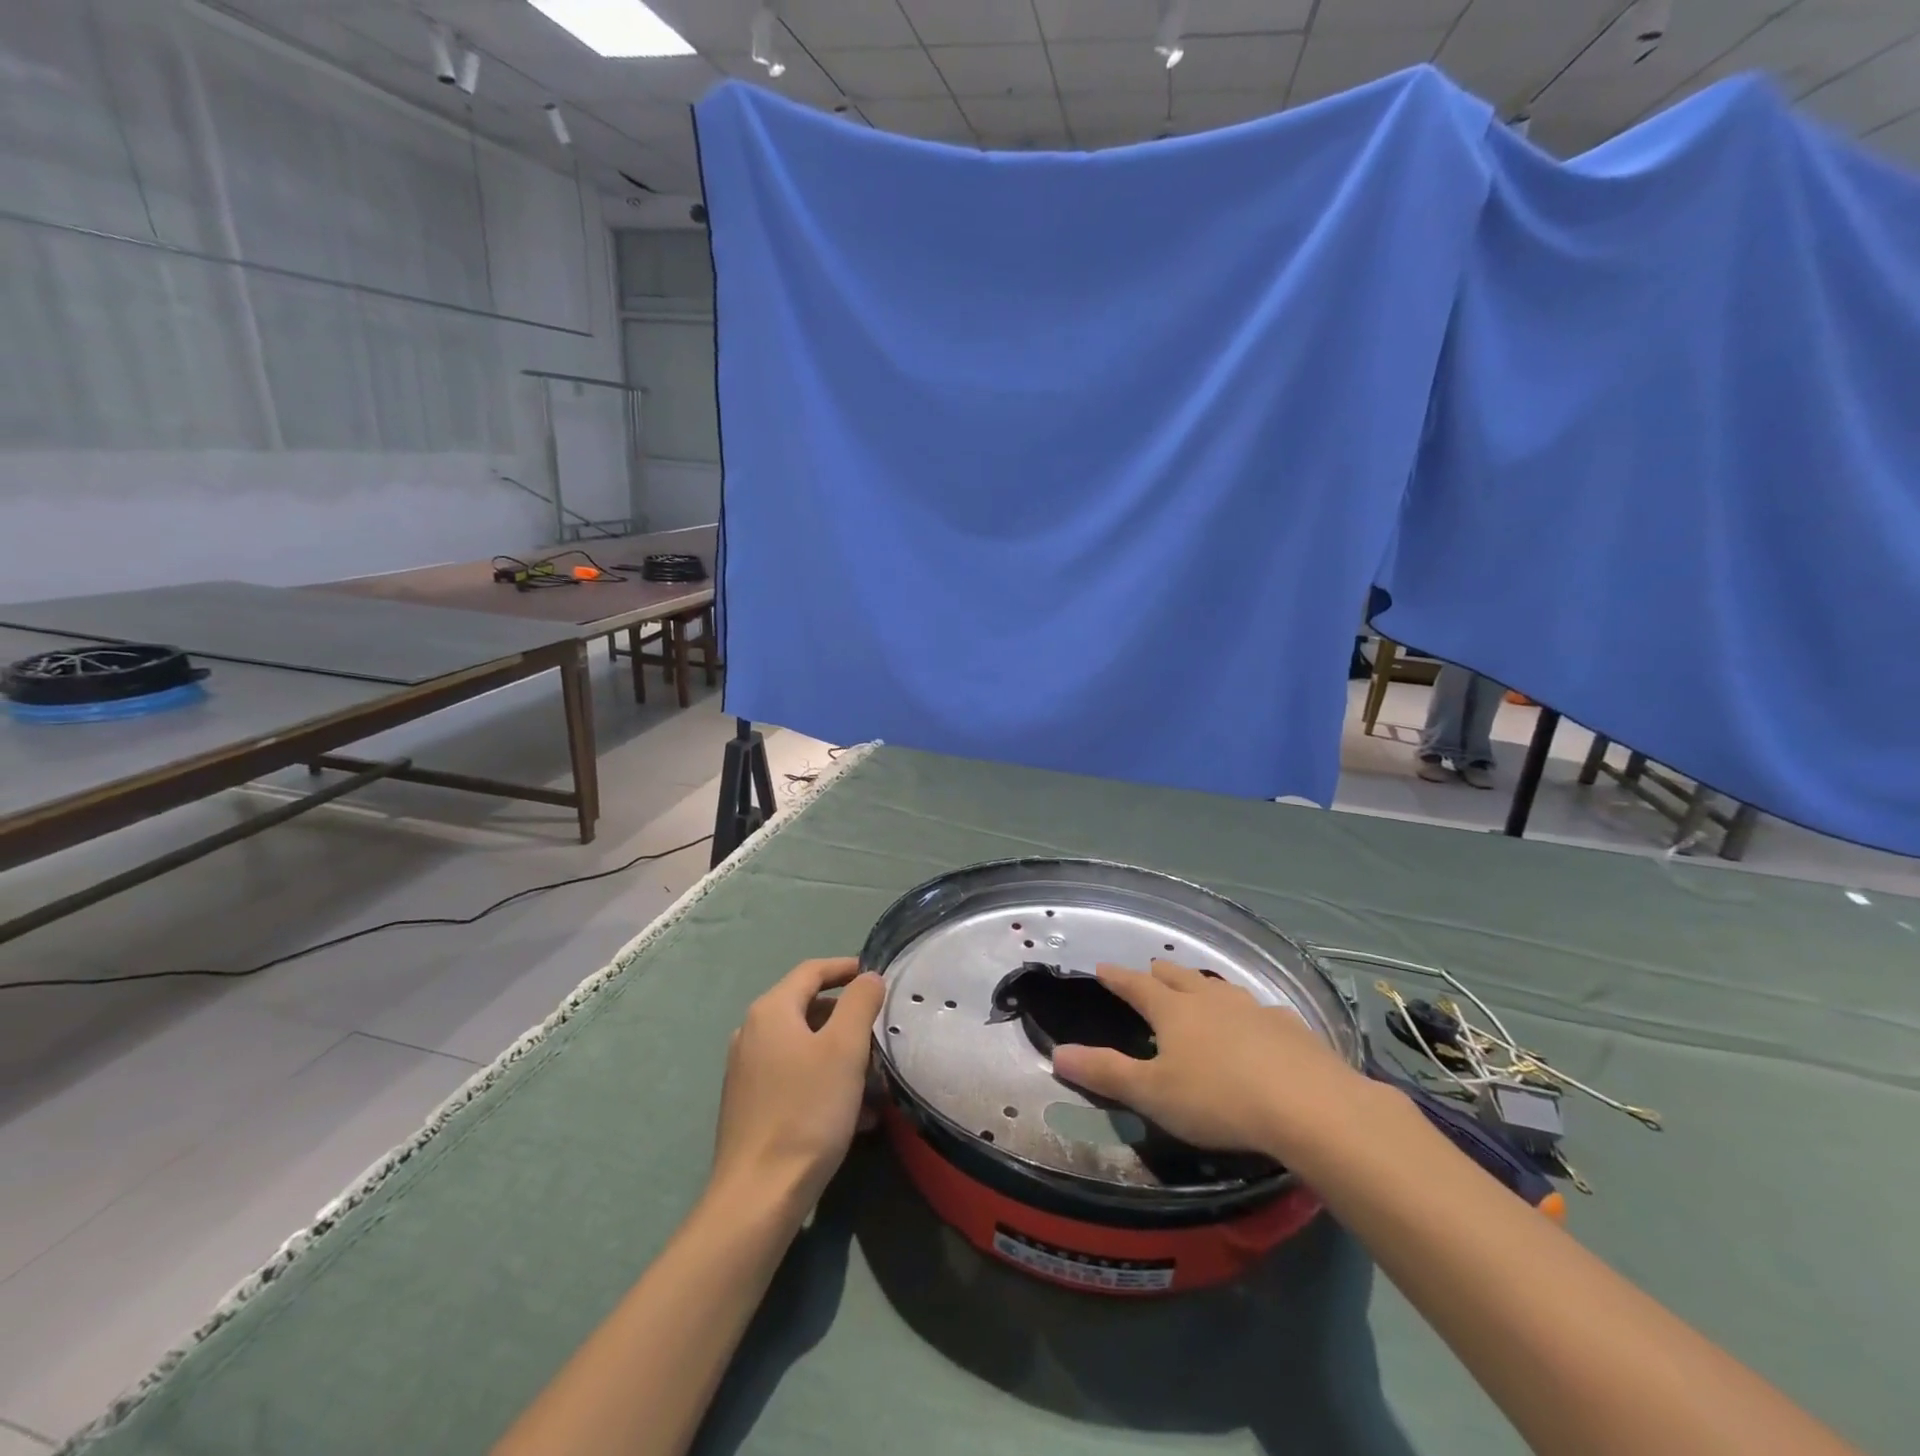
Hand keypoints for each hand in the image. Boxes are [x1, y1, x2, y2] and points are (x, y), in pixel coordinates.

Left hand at [710, 958, 885, 1217]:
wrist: (758, 1196)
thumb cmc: (806, 1110)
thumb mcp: (845, 1049)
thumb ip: (860, 1003)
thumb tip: (868, 977)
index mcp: (771, 1011)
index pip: (812, 971)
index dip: (846, 967)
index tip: (878, 976)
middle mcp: (753, 1033)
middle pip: (808, 1008)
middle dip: (848, 1018)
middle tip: (881, 1033)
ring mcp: (748, 1071)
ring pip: (805, 1047)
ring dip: (842, 1055)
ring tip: (875, 1080)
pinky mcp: (751, 1106)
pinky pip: (795, 1078)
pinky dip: (826, 1082)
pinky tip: (855, 1115)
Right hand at [1051, 961, 1376, 1160]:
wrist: (1309, 1106)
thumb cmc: (1218, 1099)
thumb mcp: (1152, 1094)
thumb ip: (1105, 1073)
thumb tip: (1057, 1053)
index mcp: (1173, 1012)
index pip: (1136, 986)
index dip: (1117, 978)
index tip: (1102, 967)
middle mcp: (1210, 1000)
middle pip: (1179, 979)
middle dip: (1160, 974)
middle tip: (1150, 970)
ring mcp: (1253, 1010)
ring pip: (1220, 989)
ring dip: (1203, 987)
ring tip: (1199, 989)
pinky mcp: (1290, 1028)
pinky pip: (1260, 1010)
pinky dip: (1247, 1012)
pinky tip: (1258, 1022)